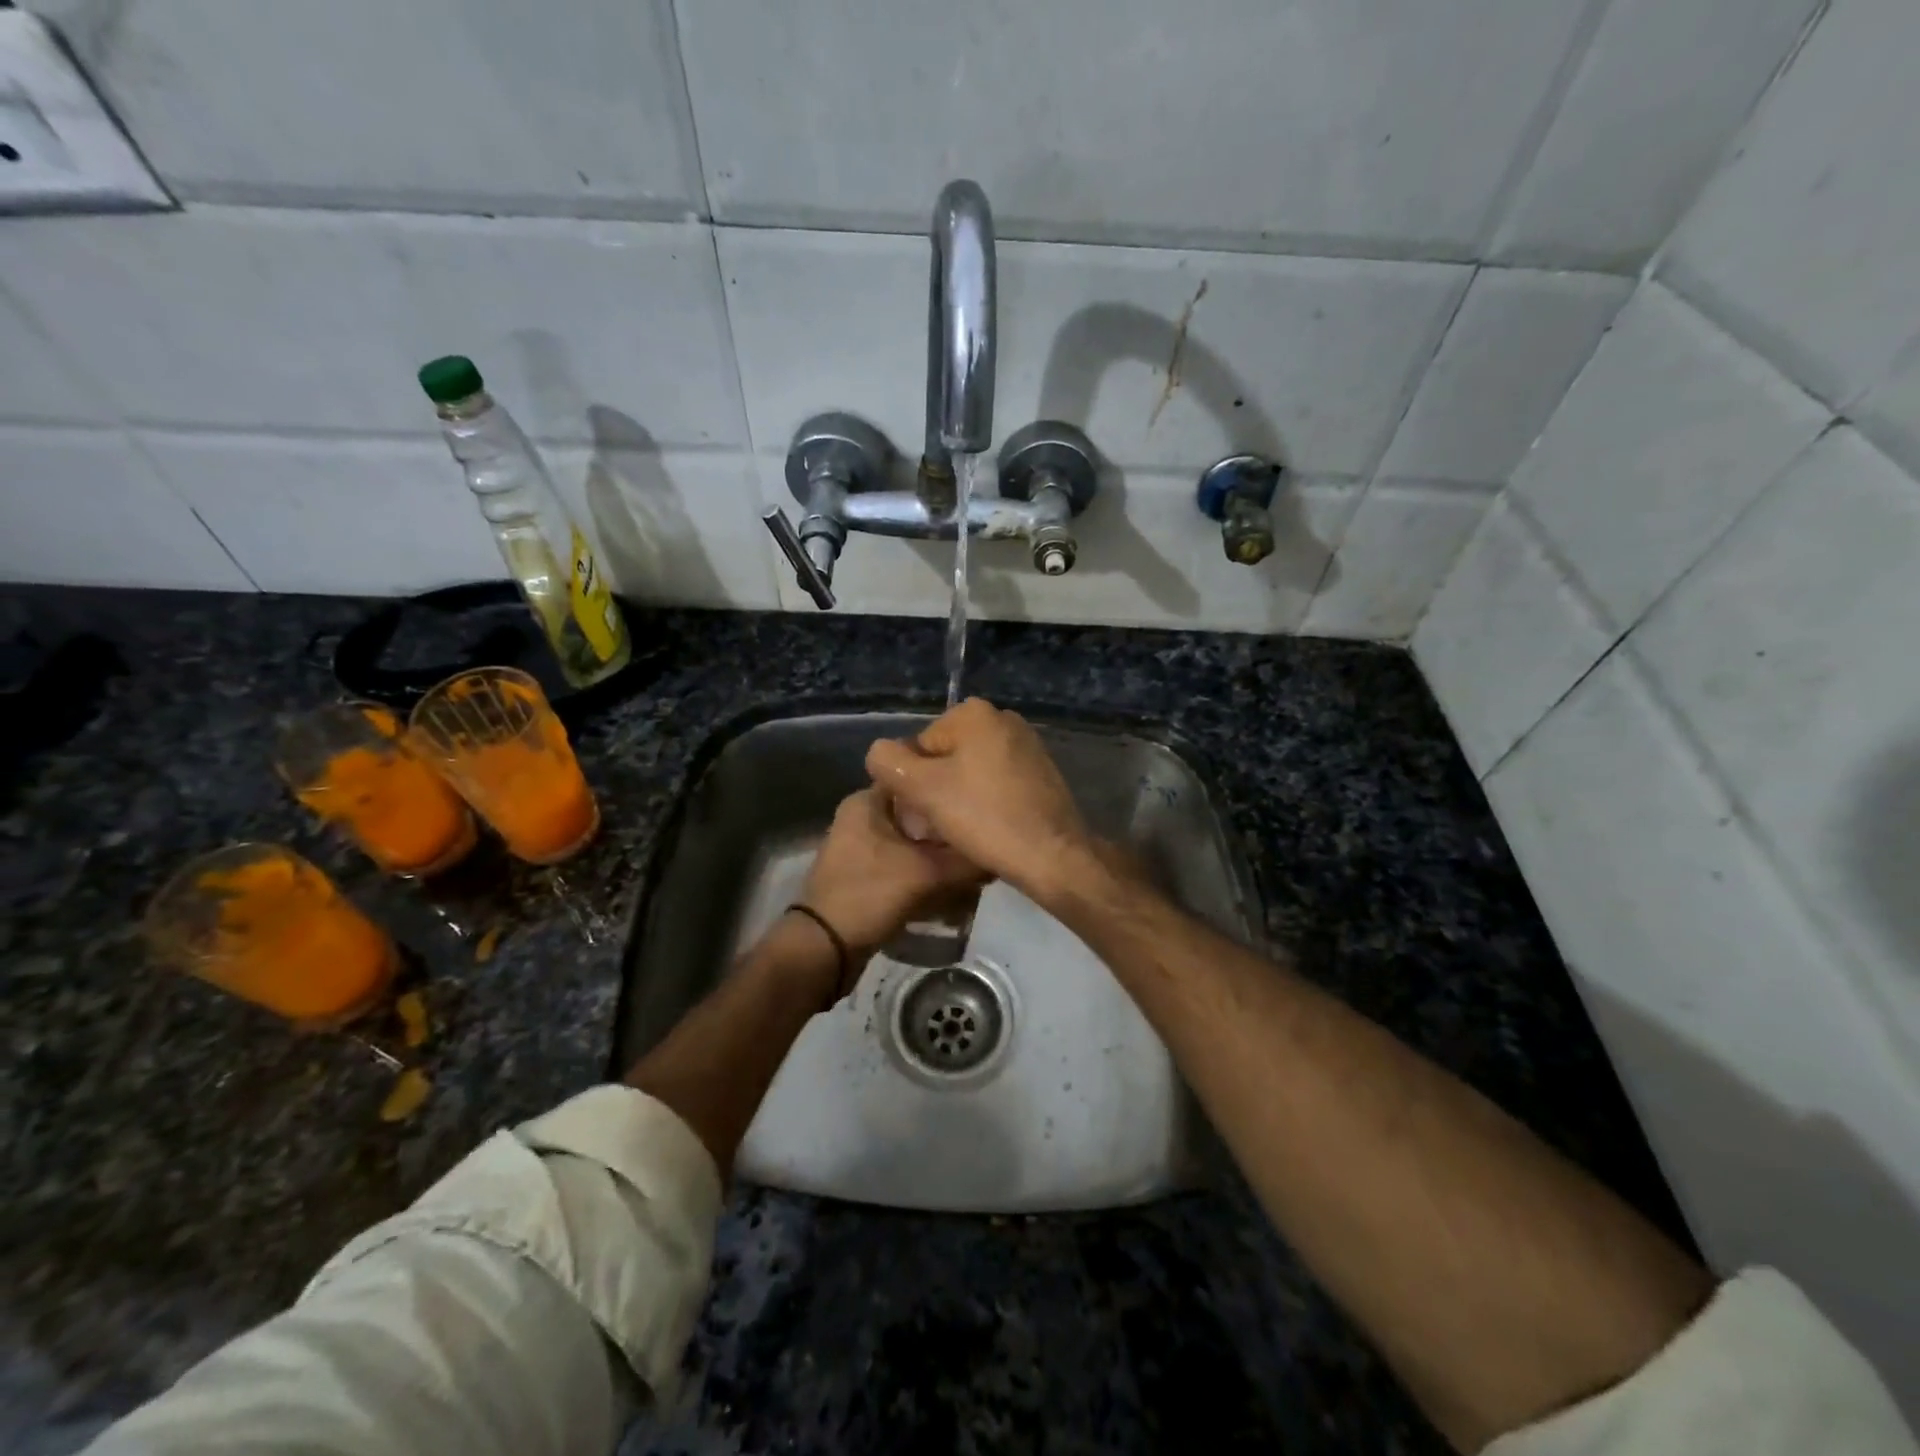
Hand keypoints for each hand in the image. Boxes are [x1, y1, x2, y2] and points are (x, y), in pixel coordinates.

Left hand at [799, 788, 985, 972]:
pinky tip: (951, 888)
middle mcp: (860, 816)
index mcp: (866, 801)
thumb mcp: (926, 873)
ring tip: (972, 868)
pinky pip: (902, 864)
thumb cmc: (870, 894)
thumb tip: (998, 853)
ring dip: (939, 855)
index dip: (948, 787)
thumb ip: (966, 860)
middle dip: (948, 830)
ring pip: (912, 841)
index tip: (979, 800)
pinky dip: (924, 873)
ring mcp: (859, 847)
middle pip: (918, 814)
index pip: (916, 777)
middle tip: (981, 840)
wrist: (823, 947)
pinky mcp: (863, 874)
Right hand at [864, 698, 1094, 899]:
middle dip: (935, 790)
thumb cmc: (984, 817)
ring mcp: (1027, 745)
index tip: (921, 814)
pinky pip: (997, 784)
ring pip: (970, 773)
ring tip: (960, 833)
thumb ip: (888, 762)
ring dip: (958, 799)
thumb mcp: (921, 788)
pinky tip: (987, 830)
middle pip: (945, 757)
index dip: (911, 783)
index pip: (919, 747)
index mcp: (974, 712)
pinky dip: (985, 803)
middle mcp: (1003, 719)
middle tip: (937, 828)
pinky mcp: (1042, 773)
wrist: (1052, 855)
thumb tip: (881, 753)